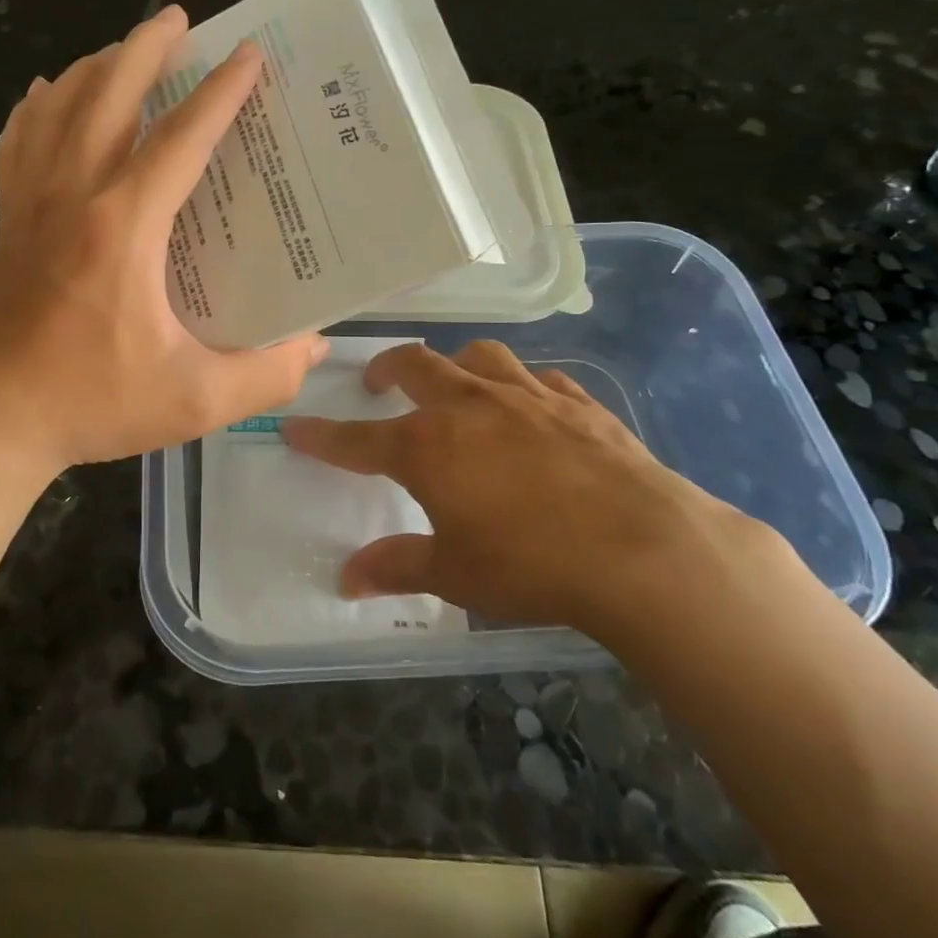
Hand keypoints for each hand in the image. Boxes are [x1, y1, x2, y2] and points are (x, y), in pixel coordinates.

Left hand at [0, 5, 326, 476]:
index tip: (248, 55)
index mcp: (123, 226)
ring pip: (57, 108)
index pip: (180, 139)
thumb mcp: (193, 401)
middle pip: (107, 95)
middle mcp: (74, 196)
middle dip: (146, 49)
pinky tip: (46, 95)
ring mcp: (31, 204)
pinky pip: (18, 142)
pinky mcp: (7, 222)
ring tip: (122, 49)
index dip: (219, 93)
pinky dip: (36, 108)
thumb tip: (314, 347)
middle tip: (178, 18)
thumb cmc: (89, 403)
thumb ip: (265, 375)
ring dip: (93, 68)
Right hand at [281, 340, 780, 643]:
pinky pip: (540, 378)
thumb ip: (397, 567)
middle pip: (415, 365)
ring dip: (456, 364)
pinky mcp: (577, 403)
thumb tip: (346, 580)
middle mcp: (469, 406)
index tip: (293, 427)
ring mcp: (526, 396)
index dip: (320, 435)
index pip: (356, 439)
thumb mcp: (455, 575)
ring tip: (454, 383)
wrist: (644, 550)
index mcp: (427, 445)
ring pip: (478, 357)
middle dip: (387, 369)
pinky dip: (522, 386)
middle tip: (377, 383)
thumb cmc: (533, 565)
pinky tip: (530, 406)